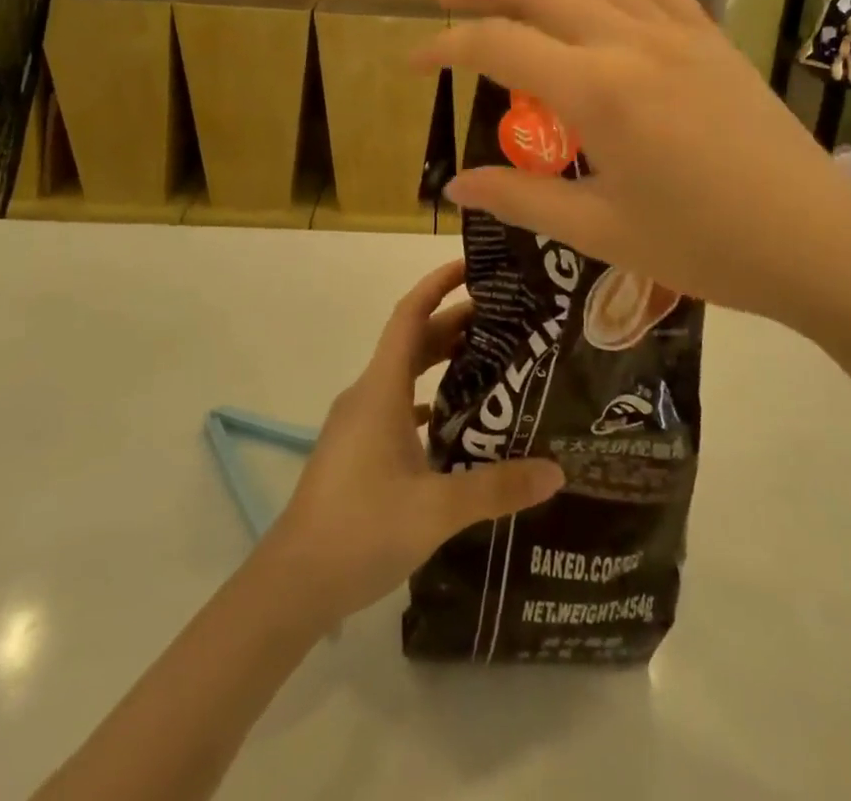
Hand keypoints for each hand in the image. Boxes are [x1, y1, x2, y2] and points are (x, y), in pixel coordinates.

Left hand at [261, 260, 562, 627]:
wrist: (293, 584)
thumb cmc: (361, 529)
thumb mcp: (437, 510)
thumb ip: (497, 488)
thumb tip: (557, 471)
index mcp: (380, 389)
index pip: (409, 315)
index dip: (437, 284)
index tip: (471, 267)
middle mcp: (367, 395)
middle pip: (412, 342)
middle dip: (454, 324)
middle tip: (505, 320)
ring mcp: (358, 424)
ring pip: (404, 375)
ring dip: (441, 361)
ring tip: (490, 361)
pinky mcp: (356, 451)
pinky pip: (397, 407)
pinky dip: (427, 399)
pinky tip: (456, 422)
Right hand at [416, 0, 850, 326]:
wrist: (814, 239)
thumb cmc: (704, 246)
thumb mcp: (600, 231)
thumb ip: (520, 199)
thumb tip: (455, 185)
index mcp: (599, 92)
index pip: (500, 46)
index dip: (447, 46)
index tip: (415, 59)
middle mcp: (632, 42)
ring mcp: (677, 30)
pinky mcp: (709, 33)